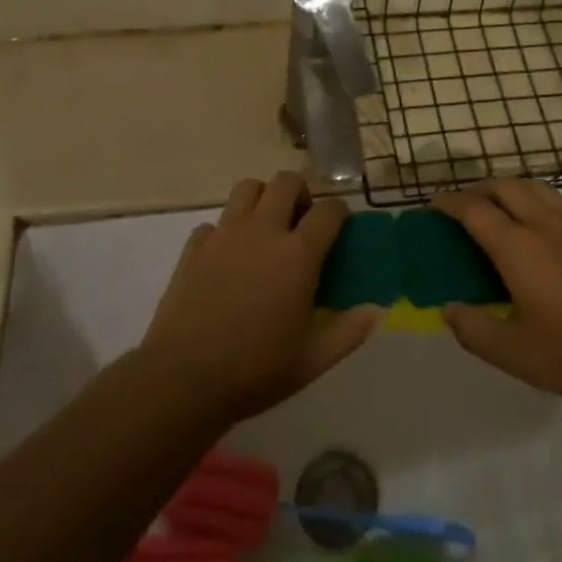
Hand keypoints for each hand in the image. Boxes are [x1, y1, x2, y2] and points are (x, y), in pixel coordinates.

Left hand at [138, 173, 379, 425]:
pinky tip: (228, 257)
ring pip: (247, 188)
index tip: (340, 226)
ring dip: (262, 199)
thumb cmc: (255, 370)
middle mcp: (263, 231)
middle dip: (300, 193)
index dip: (339, 212)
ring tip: (265, 228)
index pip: (328, 210)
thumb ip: (349, 332)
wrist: (183, 378)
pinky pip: (214, 222)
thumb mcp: (311, 361)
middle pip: (286, 182)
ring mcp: (224, 234)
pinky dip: (226, 230)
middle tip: (301, 222)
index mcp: (297, 254)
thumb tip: (378, 310)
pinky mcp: (194, 246)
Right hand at [435, 180, 561, 417]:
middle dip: (477, 189)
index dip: (448, 203)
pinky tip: (538, 228)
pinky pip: (558, 202)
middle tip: (461, 208)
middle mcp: (544, 224)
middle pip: (504, 186)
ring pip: (535, 187)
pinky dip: (536, 201)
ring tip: (497, 209)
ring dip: (508, 189)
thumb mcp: (512, 353)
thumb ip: (472, 328)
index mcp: (518, 246)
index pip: (474, 209)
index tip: (431, 207)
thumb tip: (449, 308)